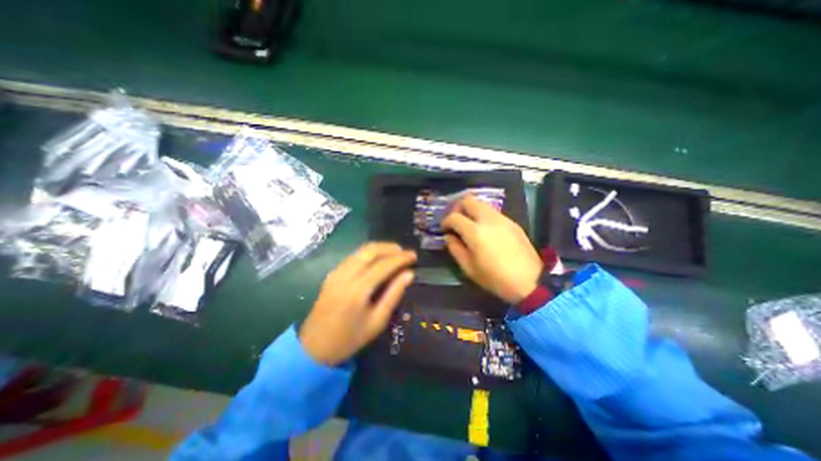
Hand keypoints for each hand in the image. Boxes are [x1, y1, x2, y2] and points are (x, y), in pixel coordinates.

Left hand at [301, 242, 417, 364]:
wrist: (313, 348)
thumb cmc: (349, 339)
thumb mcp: (377, 321)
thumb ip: (394, 294)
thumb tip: (409, 274)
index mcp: (358, 290)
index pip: (383, 265)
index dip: (401, 258)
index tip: (414, 255)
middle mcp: (345, 275)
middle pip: (371, 250)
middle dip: (390, 247)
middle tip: (404, 252)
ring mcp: (336, 272)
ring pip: (361, 250)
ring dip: (380, 248)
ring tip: (395, 254)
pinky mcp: (332, 273)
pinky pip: (354, 256)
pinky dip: (369, 253)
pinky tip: (378, 260)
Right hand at [447, 196, 544, 303]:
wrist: (530, 281)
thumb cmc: (495, 278)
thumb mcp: (469, 268)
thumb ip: (455, 249)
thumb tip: (449, 236)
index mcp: (475, 232)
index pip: (454, 217)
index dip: (446, 221)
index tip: (445, 229)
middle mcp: (488, 219)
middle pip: (468, 200)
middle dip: (458, 208)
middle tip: (455, 220)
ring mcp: (502, 218)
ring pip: (481, 203)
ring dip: (471, 209)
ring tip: (469, 223)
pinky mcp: (512, 222)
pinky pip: (492, 211)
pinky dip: (483, 214)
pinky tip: (484, 229)